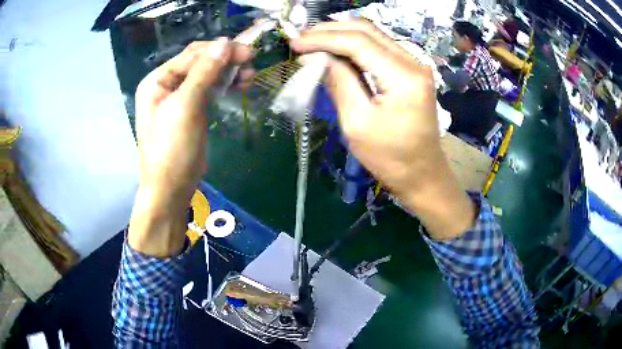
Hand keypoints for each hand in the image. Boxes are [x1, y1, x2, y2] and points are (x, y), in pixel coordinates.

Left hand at [129, 39, 252, 256]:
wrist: (171, 188)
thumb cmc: (172, 148)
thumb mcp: (185, 107)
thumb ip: (204, 72)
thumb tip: (226, 43)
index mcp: (157, 80)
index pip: (191, 55)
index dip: (218, 50)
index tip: (246, 52)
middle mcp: (166, 84)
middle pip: (199, 61)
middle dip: (224, 59)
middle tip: (251, 61)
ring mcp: (179, 97)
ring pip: (206, 74)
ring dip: (227, 71)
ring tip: (249, 76)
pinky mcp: (191, 109)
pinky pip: (209, 88)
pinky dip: (224, 84)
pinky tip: (240, 84)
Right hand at [291, 20, 475, 238]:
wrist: (423, 175)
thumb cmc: (391, 158)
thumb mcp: (357, 123)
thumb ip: (338, 82)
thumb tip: (315, 56)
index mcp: (404, 76)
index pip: (358, 42)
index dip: (323, 38)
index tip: (295, 43)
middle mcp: (414, 62)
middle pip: (367, 30)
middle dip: (330, 30)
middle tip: (301, 38)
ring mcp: (415, 64)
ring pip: (373, 35)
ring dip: (341, 35)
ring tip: (312, 42)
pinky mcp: (411, 71)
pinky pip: (379, 48)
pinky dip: (354, 46)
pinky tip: (335, 50)